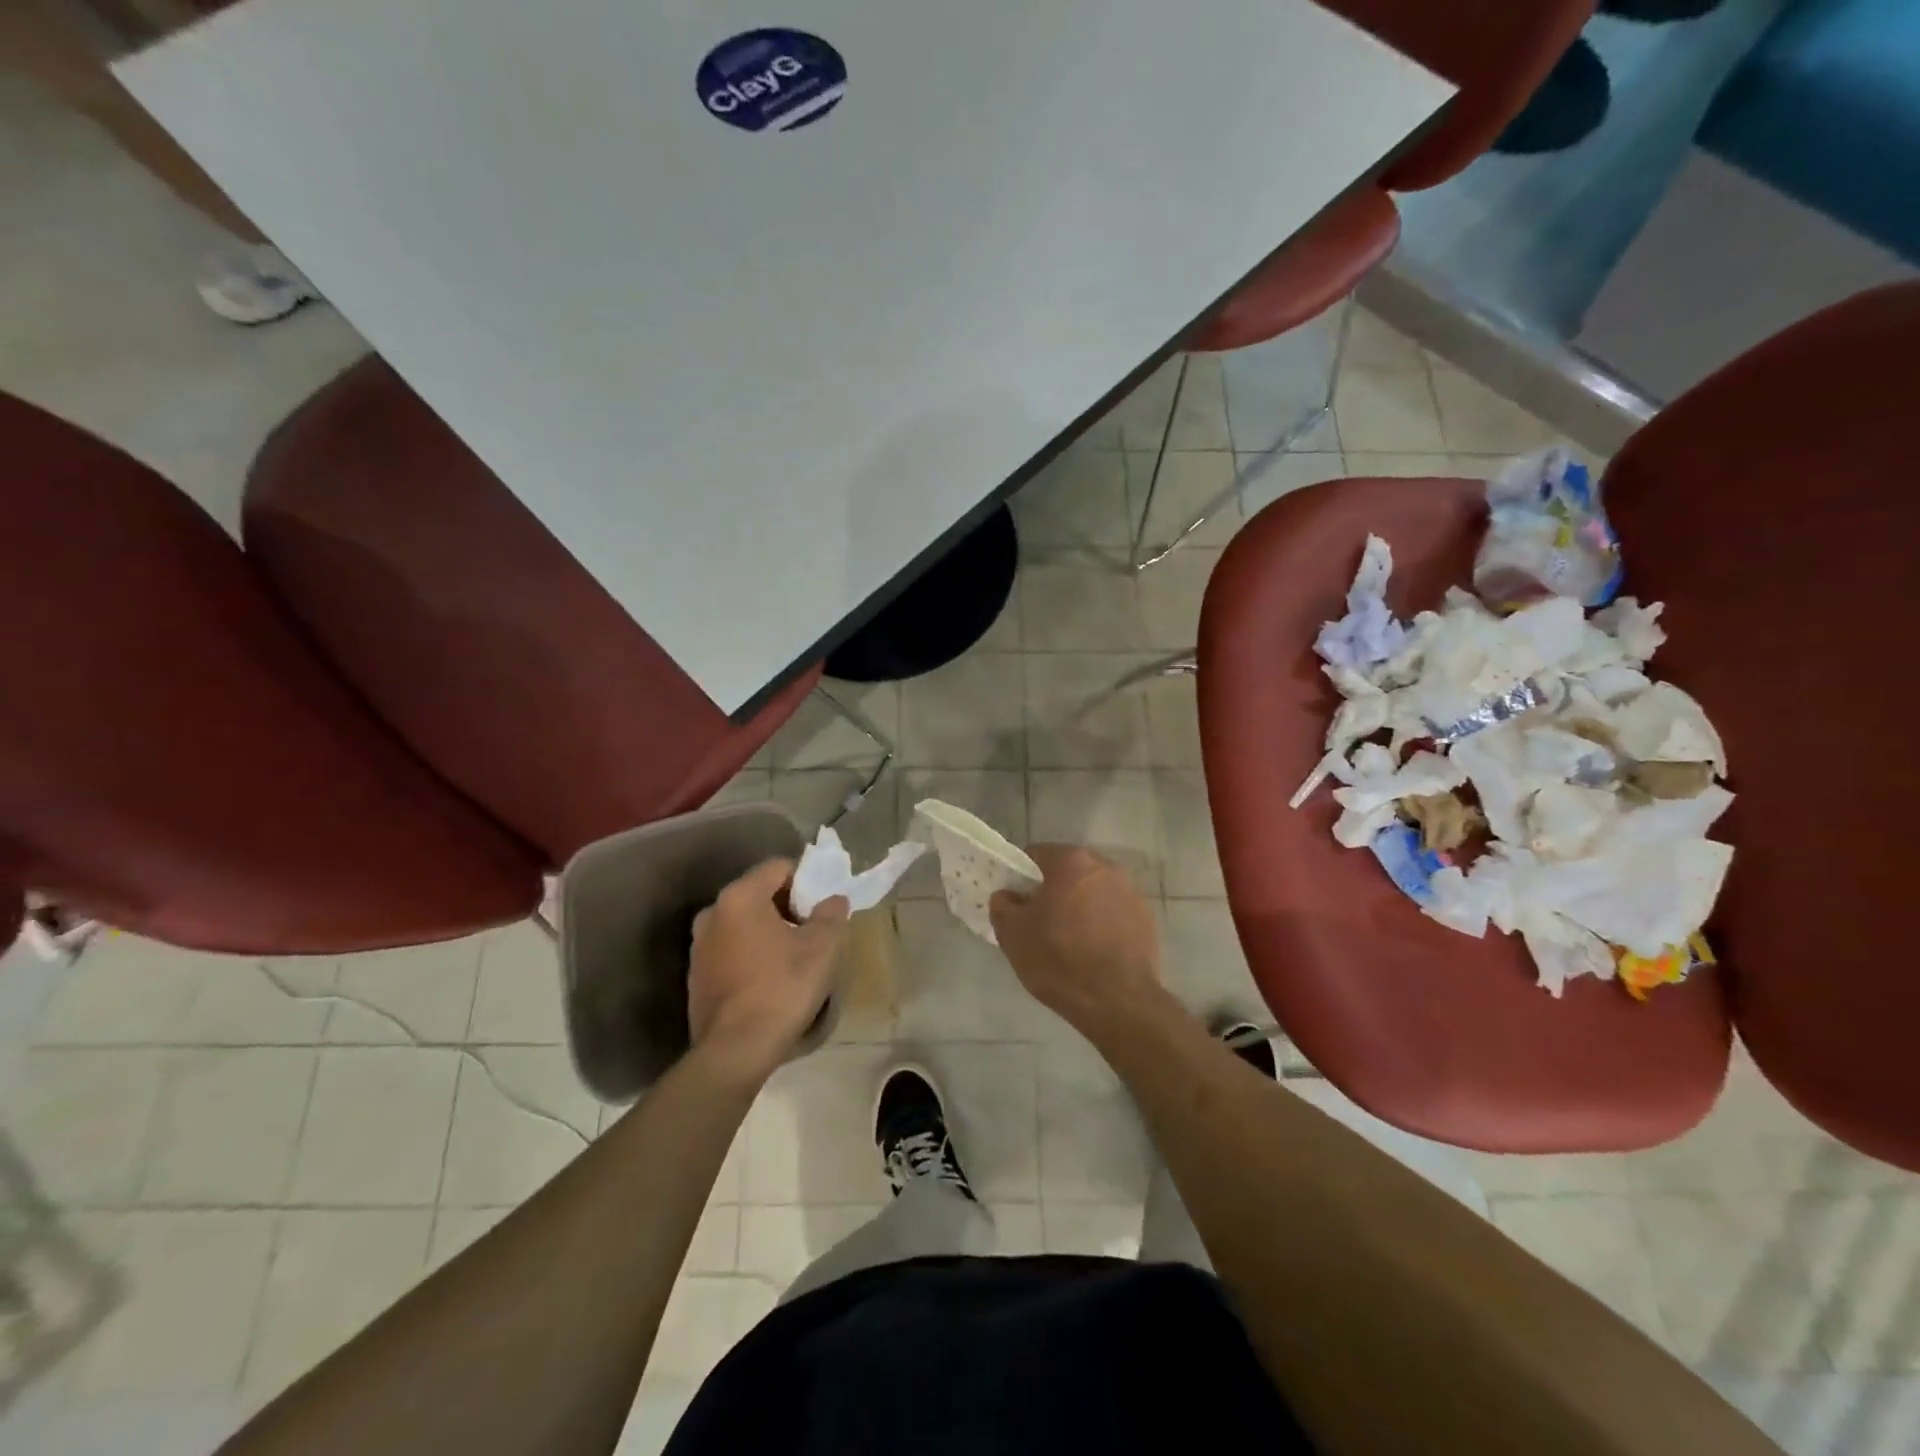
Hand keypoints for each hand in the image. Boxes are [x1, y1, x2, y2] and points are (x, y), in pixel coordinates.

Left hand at [688, 859, 848, 1083]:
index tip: (823, 904)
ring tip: (793, 957)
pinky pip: (730, 949)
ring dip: (768, 931)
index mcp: (740, 897)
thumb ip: (831, 914)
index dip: (806, 880)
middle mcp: (712, 912)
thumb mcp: (822, 948)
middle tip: (813, 931)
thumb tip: (833, 899)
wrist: (735, 1051)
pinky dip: (751, 954)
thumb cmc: (782, 988)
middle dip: (788, 906)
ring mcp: (699, 945)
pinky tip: (769, 979)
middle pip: (758, 894)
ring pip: (743, 923)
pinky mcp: (696, 975)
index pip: (778, 867)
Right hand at [989, 845, 1164, 1034]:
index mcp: (1071, 862)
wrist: (1117, 1002)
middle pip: (1068, 871)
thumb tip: (1008, 896)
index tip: (1017, 901)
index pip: (1036, 855)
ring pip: (1093, 891)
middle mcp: (1105, 867)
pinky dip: (1103, 923)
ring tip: (1070, 940)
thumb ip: (1003, 905)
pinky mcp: (1146, 918)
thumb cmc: (1059, 961)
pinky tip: (1095, 951)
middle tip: (1040, 921)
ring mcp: (1131, 892)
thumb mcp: (1013, 935)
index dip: (1021, 876)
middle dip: (1053, 890)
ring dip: (1080, 906)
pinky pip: (1114, 912)